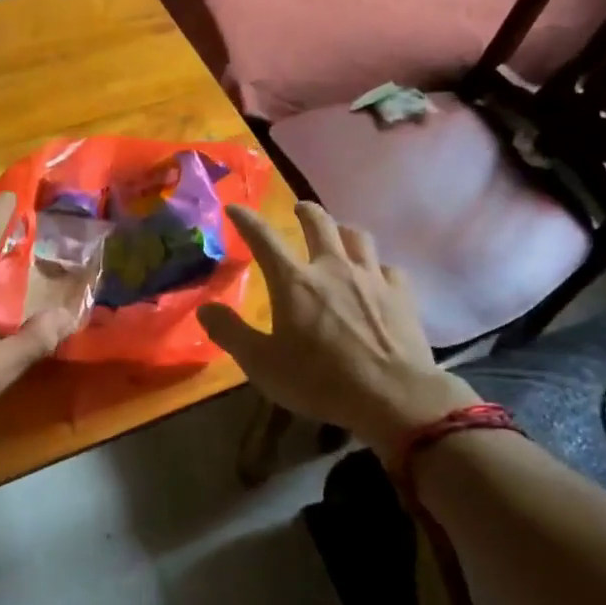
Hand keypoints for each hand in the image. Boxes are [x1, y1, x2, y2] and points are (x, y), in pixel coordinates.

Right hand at [197, 202, 478, 451]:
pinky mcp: (401, 294)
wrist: (393, 396)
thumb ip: (230, 333)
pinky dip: (377, 267)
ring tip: (339, 234)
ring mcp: (371, 278)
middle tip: (300, 208)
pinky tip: (377, 277)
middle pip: (319, 223)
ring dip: (343, 230)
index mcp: (294, 282)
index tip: (235, 207)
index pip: (264, 239)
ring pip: (358, 237)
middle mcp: (332, 268)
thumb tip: (204, 309)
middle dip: (306, 211)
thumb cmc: (319, 381)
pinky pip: (388, 268)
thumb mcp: (262, 364)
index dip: (246, 220)